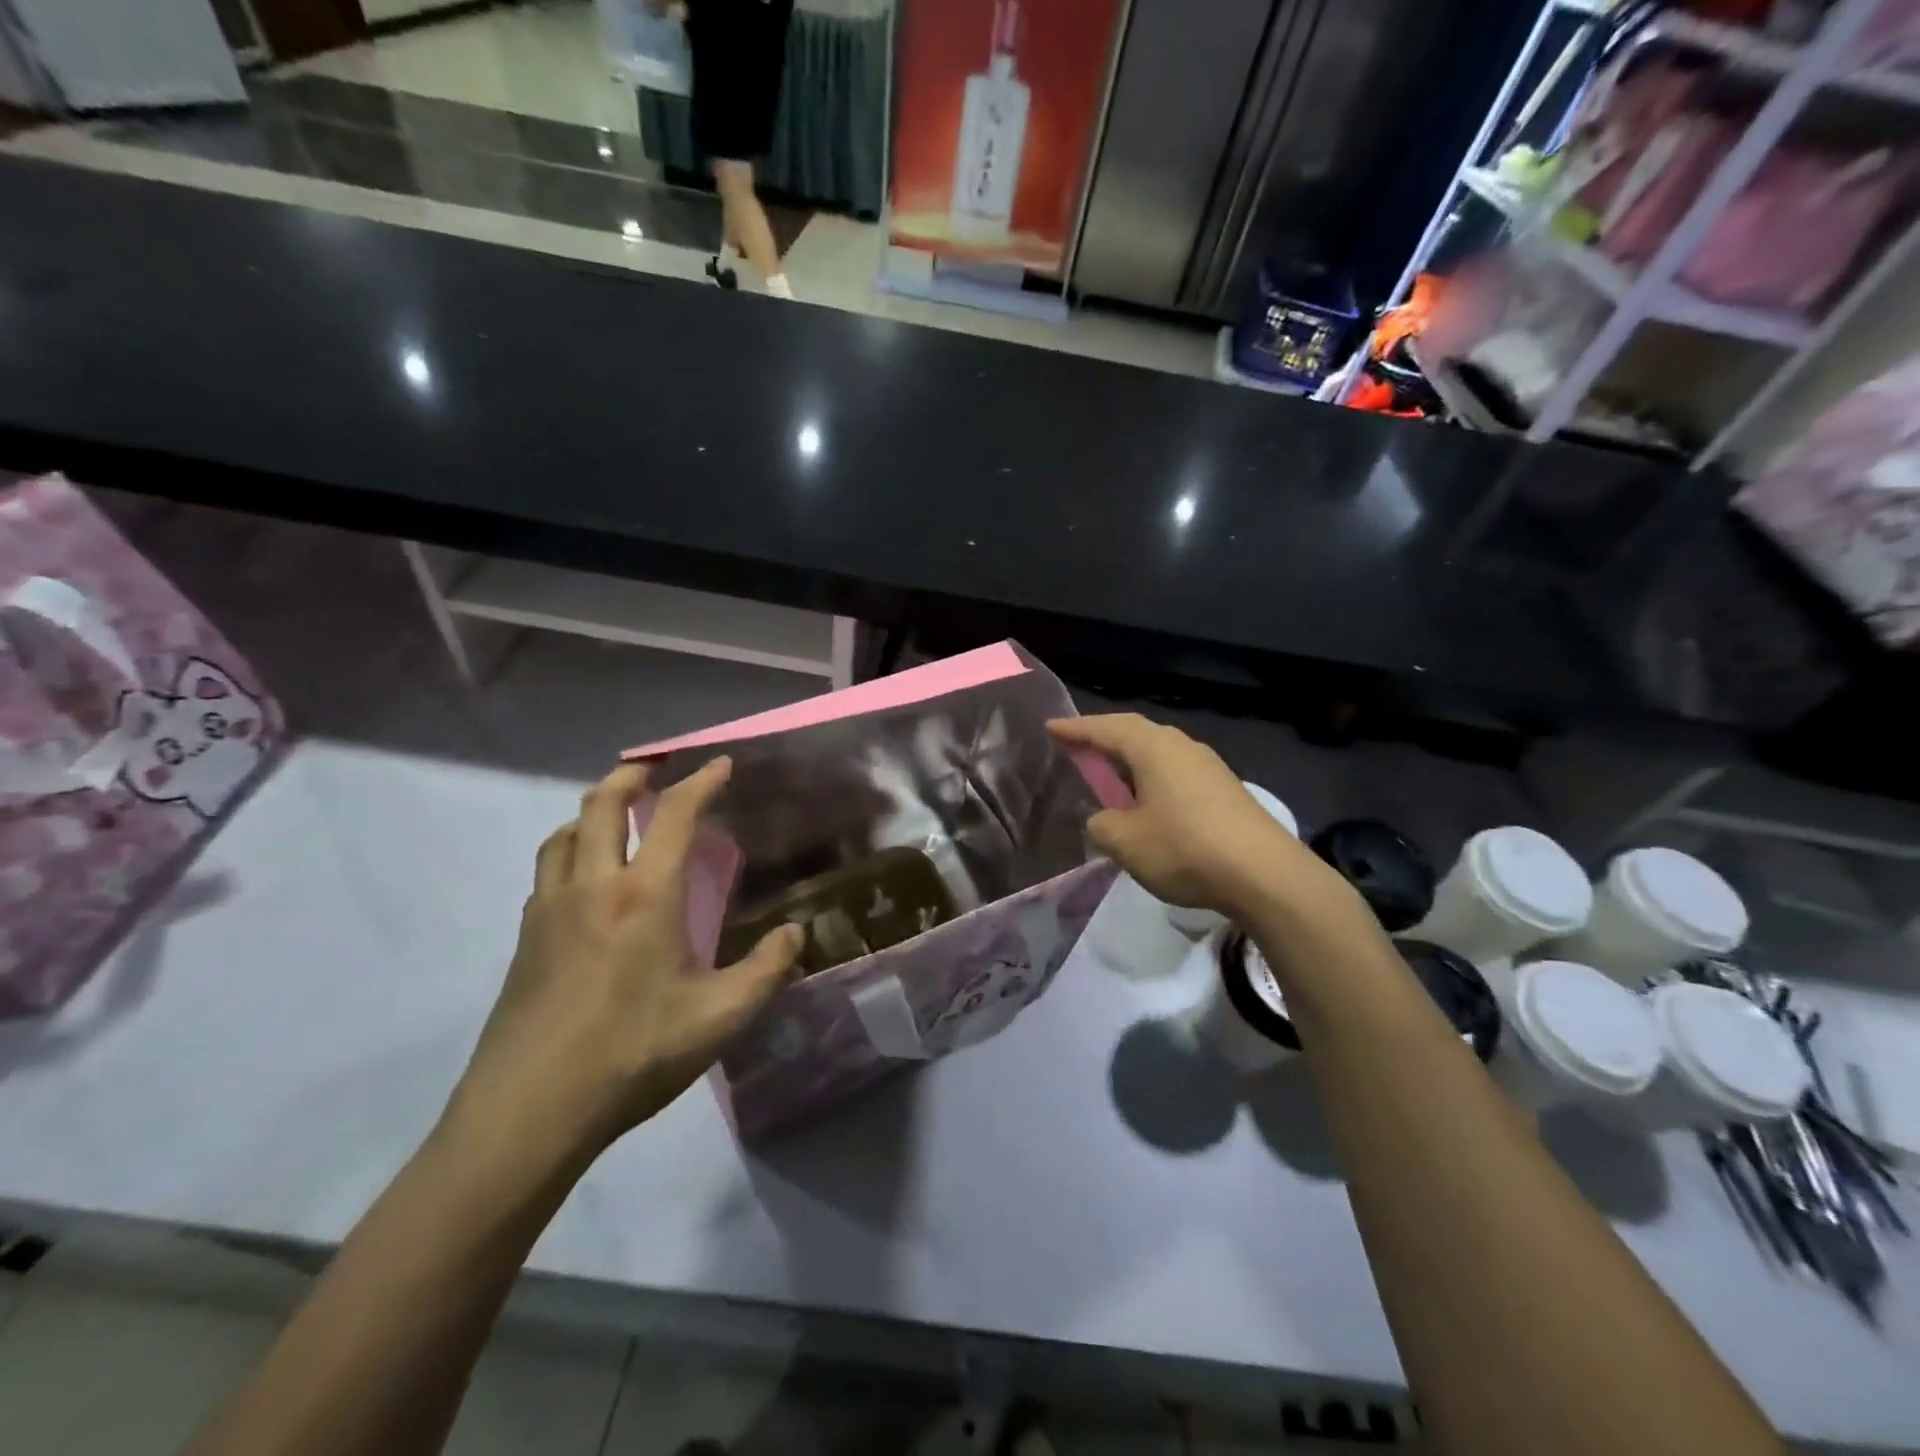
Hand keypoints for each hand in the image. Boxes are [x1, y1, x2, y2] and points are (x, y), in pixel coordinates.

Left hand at [447, 759, 801, 1163]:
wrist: (529, 1111)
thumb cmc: (633, 1055)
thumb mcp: (720, 1018)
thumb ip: (766, 969)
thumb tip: (796, 934)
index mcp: (645, 896)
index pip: (675, 815)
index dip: (701, 781)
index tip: (721, 764)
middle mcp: (593, 886)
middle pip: (601, 804)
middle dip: (632, 774)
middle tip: (656, 767)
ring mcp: (549, 910)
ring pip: (564, 833)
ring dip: (594, 810)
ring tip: (618, 815)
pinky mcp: (525, 939)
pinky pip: (548, 870)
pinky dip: (571, 849)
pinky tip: (587, 880)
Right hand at [1047, 714, 1353, 922]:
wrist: (1265, 874)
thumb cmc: (1184, 848)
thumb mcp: (1125, 841)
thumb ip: (1101, 824)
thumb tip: (1103, 819)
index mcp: (1153, 747)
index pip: (1105, 728)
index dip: (1076, 729)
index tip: (1051, 729)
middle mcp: (1182, 746)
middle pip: (1135, 733)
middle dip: (1104, 740)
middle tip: (1078, 749)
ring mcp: (1208, 766)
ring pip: (1158, 754)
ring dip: (1130, 762)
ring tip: (1110, 777)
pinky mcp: (1225, 789)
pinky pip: (1176, 772)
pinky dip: (1152, 780)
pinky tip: (1149, 804)